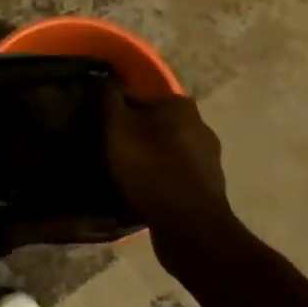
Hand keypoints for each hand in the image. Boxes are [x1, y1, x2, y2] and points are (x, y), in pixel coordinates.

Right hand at [104, 85, 238, 267]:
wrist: (190, 228)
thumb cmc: (150, 168)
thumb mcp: (117, 126)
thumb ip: (108, 97)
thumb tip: (102, 78)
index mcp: (180, 105)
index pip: (138, 98)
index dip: (115, 111)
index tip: (99, 128)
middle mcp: (200, 126)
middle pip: (153, 124)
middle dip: (133, 135)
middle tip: (108, 151)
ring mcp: (208, 160)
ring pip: (165, 151)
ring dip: (146, 159)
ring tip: (122, 174)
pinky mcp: (208, 188)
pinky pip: (174, 176)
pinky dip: (158, 180)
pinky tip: (142, 192)